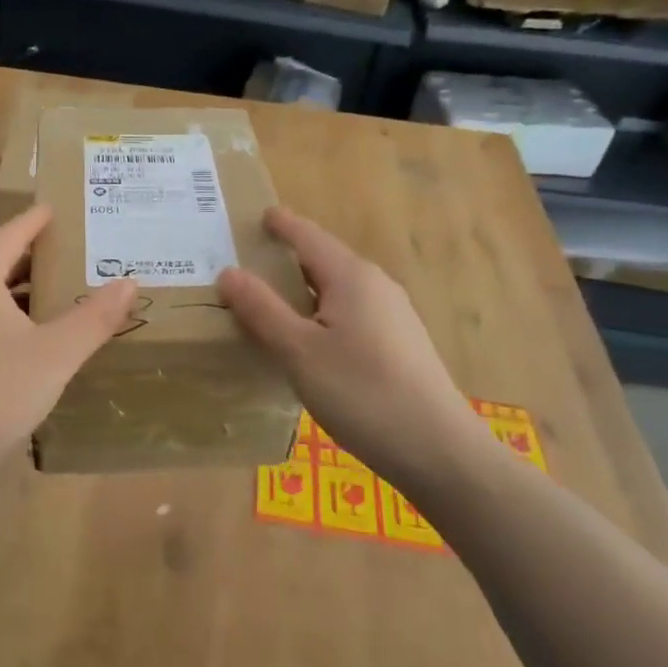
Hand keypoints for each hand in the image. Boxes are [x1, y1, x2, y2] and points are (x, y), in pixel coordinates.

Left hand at [0, 206, 138, 479]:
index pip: (12, 232)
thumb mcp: (55, 356)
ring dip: (17, 288)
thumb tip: (129, 282)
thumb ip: (94, 317)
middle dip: (34, 255)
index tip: (63, 209)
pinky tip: (22, 336)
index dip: (40, 220)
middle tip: (75, 253)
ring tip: (57, 292)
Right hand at [217, 208, 487, 487]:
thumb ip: (262, 310)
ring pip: (337, 290)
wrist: (439, 452)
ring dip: (303, 290)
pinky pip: (350, 314)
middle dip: (288, 258)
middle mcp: (376, 286)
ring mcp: (393, 316)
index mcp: (351, 277)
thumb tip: (228, 272)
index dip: (281, 225)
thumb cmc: (362, 393)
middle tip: (248, 263)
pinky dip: (321, 314)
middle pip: (324, 260)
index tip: (259, 215)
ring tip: (270, 302)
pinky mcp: (399, 345)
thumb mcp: (299, 352)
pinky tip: (308, 341)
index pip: (308, 236)